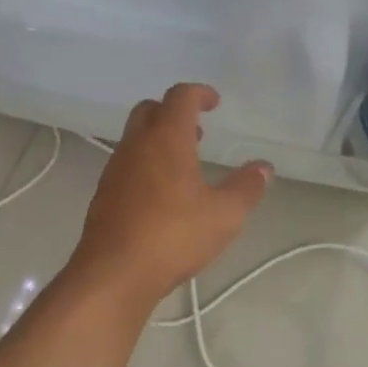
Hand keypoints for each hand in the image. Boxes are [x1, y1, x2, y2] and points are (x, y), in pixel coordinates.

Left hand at [68, 83, 270, 308]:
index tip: (214, 102)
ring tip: (184, 165)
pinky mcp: (103, 194)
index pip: (179, 97)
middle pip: (150, 110)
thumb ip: (246, 188)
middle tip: (197, 131)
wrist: (113, 273)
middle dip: (173, 112)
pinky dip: (145, 163)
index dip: (199, 93)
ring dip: (158, 139)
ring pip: (135, 137)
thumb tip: (264, 168)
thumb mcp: (224, 215)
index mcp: (166, 139)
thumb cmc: (173, 236)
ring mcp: (115, 169)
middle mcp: (136, 145)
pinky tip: (161, 194)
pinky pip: (126, 163)